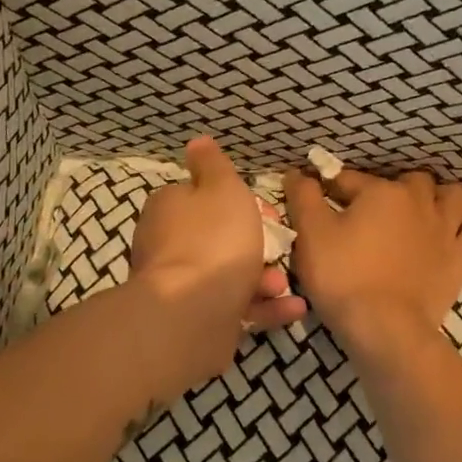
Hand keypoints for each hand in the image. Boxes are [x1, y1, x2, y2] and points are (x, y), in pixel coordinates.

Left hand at [129, 136, 307, 396]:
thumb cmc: (214, 240)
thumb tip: (197, 142)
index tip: (267, 210)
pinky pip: (235, 308)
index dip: (239, 201)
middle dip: (256, 243)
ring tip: (283, 283)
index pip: (203, 196)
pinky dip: (265, 307)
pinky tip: (293, 308)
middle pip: (220, 237)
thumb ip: (213, 165)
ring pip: (229, 274)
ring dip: (264, 278)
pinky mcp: (196, 319)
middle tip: (280, 247)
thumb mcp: (222, 188)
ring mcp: (181, 285)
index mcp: (170, 208)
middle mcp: (168, 244)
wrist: (193, 313)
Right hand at [284, 166, 461, 352]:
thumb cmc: (342, 277)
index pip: (349, 180)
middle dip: (384, 191)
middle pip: (403, 182)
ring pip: (448, 194)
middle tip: (364, 217)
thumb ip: (303, 197)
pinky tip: (454, 218)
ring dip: (432, 196)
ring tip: (414, 211)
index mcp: (381, 192)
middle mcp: (418, 201)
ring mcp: (446, 228)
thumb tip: (297, 172)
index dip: (330, 190)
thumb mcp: (310, 234)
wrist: (384, 328)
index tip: (318, 205)